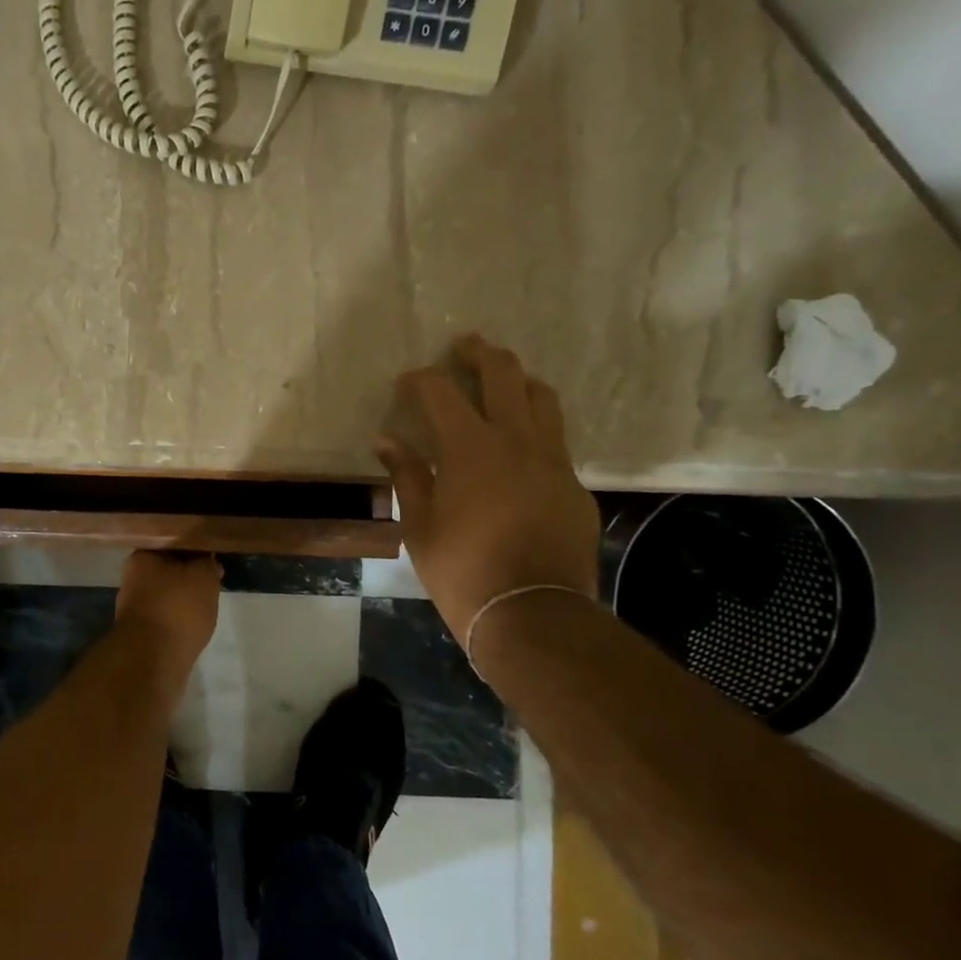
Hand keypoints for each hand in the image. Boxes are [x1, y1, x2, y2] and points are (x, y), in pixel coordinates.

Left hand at [116, 551, 221, 674]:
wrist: (154, 660)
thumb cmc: (177, 608)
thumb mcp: (203, 575)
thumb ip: (207, 562)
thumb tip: (207, 560)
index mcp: (141, 557)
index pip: (172, 542)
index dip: (195, 547)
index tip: (213, 555)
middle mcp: (132, 579)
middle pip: (169, 569)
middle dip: (191, 574)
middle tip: (214, 579)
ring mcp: (135, 607)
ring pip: (168, 594)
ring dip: (186, 597)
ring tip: (209, 602)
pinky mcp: (142, 632)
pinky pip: (167, 616)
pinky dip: (181, 618)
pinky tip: (196, 623)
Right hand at [376, 336, 599, 647]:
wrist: (532, 614)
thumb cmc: (461, 570)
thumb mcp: (419, 526)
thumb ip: (406, 475)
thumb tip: (386, 441)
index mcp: (469, 448)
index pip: (441, 392)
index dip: (420, 379)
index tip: (406, 382)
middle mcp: (516, 441)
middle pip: (503, 375)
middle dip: (479, 354)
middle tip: (464, 345)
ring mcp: (552, 461)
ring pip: (542, 399)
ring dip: (519, 381)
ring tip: (503, 381)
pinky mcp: (574, 486)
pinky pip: (556, 440)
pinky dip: (536, 426)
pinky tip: (521, 445)